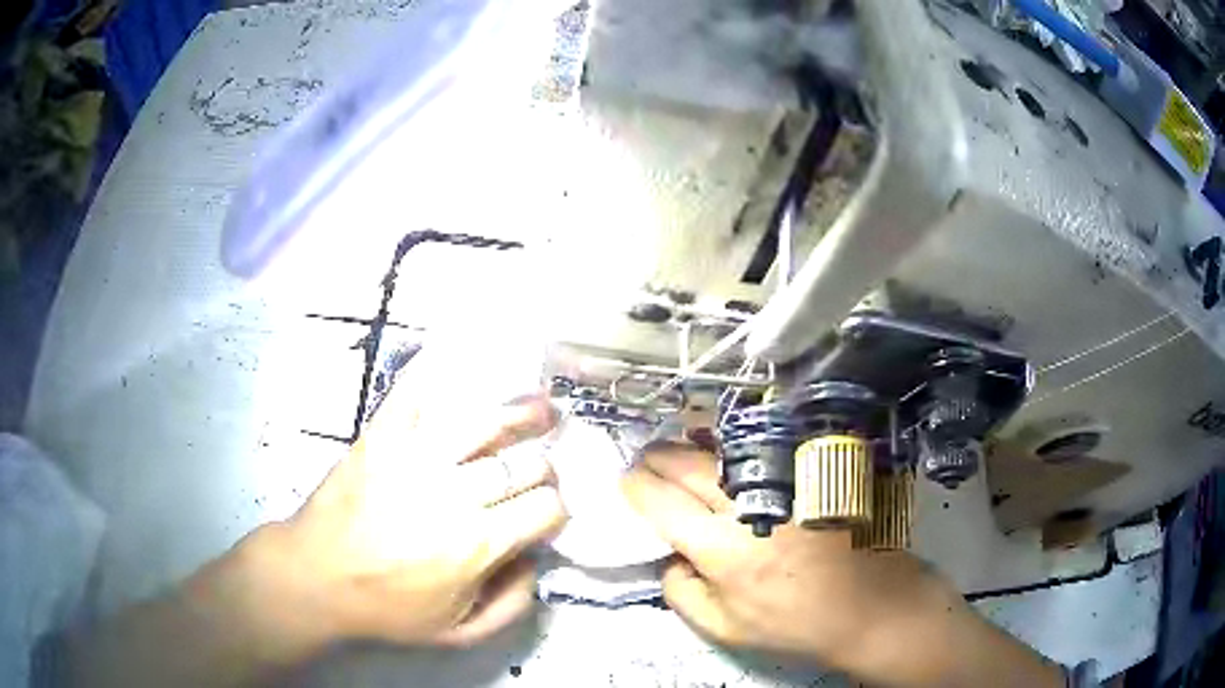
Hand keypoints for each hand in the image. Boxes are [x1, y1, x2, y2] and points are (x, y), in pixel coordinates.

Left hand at [231, 385, 565, 660]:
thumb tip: (536, 560)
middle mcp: (453, 493)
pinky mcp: (381, 436)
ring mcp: (414, 457)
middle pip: (523, 464)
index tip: (550, 511)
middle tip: (541, 469)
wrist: (316, 576)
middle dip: (544, 466)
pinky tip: (464, 359)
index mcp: (477, 544)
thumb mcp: (458, 632)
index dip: (557, 508)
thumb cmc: (387, 608)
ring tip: (539, 405)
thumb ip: (512, 605)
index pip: (545, 508)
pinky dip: (439, 371)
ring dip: (519, 411)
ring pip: (482, 421)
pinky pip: (415, 392)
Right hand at [622, 444, 1062, 686]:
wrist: (872, 606)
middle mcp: (752, 506)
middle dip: (656, 458)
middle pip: (687, 465)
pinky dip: (731, 449)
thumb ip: (682, 594)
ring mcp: (786, 483)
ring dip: (690, 447)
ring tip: (675, 453)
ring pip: (722, 450)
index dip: (636, 487)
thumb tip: (669, 556)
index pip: (662, 503)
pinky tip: (723, 455)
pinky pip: (760, 450)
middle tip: (644, 461)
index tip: (627, 483)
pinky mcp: (812, 474)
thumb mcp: (727, 630)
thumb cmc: (798, 624)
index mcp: (725, 551)